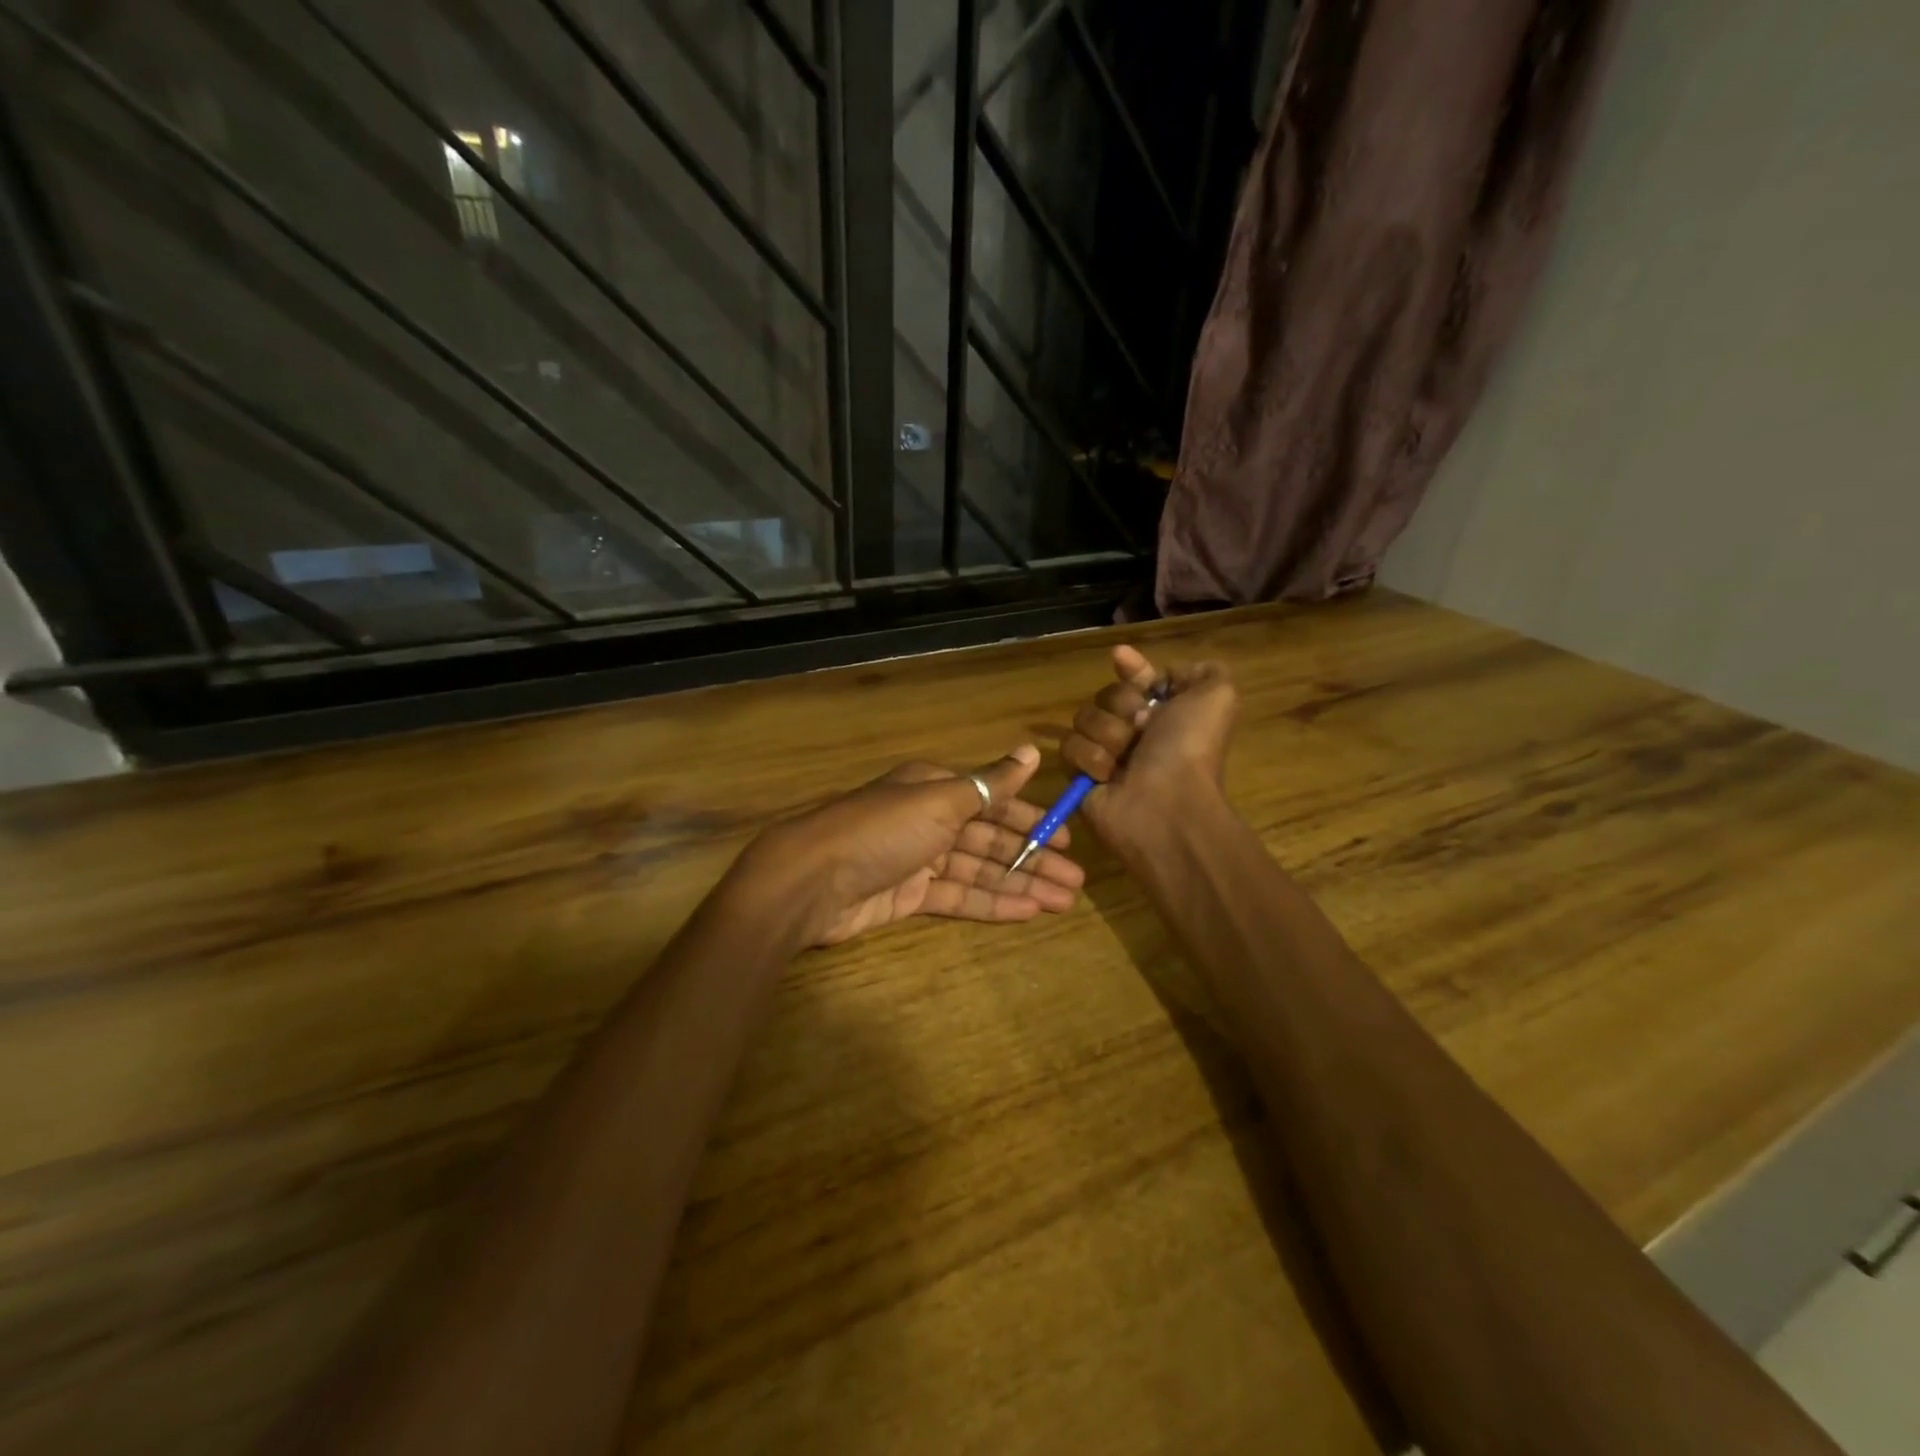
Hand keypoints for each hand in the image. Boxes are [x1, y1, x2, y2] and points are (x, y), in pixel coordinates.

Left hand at [730, 746, 1084, 947]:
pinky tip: (1026, 912)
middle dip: (1033, 858)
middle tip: (1076, 881)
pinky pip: (959, 898)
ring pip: (979, 871)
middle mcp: (929, 820)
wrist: (811, 880)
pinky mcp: (908, 897)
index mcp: (934, 789)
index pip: (993, 802)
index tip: (1066, 837)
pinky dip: (992, 903)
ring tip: (1063, 901)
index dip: (1031, 819)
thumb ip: (990, 783)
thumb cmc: (881, 830)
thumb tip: (1031, 751)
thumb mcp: (940, 799)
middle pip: (991, 840)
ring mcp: (918, 860)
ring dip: (1020, 884)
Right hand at [1061, 645, 1238, 854]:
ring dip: (1108, 735)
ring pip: (1084, 718)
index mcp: (1166, 713)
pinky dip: (1091, 759)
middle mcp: (1135, 731)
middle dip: (1123, 706)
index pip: (1139, 679)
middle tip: (1142, 730)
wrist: (1166, 804)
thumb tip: (1164, 675)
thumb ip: (1203, 672)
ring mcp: (1106, 753)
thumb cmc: (1190, 749)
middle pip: (1107, 695)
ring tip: (1125, 759)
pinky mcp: (1081, 775)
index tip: (1120, 657)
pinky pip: (1069, 748)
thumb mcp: (1218, 697)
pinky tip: (1109, 776)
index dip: (1131, 669)